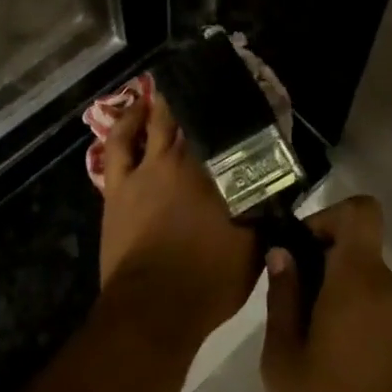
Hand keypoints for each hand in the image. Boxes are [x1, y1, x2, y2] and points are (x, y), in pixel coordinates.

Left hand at [97, 90, 258, 347]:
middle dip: (203, 101)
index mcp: (220, 176)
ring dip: (165, 102)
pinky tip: (134, 111)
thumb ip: (261, 216)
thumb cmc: (209, 283)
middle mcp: (184, 163)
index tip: (248, 102)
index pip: (234, 136)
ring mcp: (147, 171)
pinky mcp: (119, 185)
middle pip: (194, 121)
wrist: (154, 308)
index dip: (239, 118)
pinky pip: (120, 144)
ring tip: (173, 85)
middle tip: (211, 83)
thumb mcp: (252, 252)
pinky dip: (127, 124)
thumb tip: (273, 194)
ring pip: (157, 122)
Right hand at [262, 196, 391, 391]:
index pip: (361, 210)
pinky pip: (378, 307)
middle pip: (358, 246)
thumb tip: (282, 255)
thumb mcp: (284, 360)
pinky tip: (330, 357)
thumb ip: (282, 298)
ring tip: (304, 335)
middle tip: (289, 297)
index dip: (328, 215)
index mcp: (359, 278)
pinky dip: (353, 314)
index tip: (300, 247)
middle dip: (321, 259)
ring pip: (366, 279)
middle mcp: (389, 287)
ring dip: (335, 291)